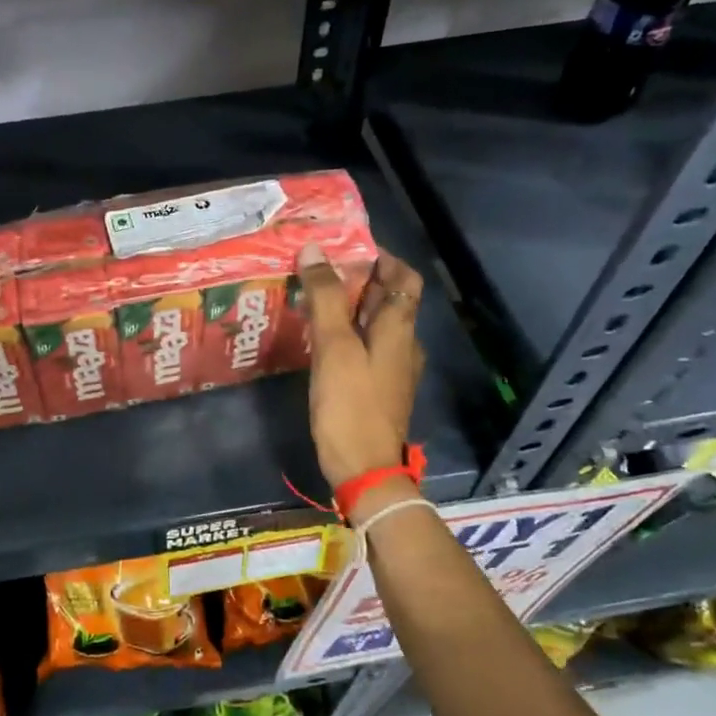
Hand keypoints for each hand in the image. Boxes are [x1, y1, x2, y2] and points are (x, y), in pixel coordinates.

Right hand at [300, 244, 424, 488]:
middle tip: (317, 268)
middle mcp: (402, 343)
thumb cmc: (350, 405)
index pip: (403, 277)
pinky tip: (317, 339)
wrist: (364, 469)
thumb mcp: (334, 348)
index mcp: (399, 329)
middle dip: (357, 279)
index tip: (344, 246)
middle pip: (388, 299)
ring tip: (312, 297)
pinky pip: (364, 347)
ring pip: (374, 324)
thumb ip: (325, 298)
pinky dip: (346, 332)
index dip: (380, 256)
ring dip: (348, 306)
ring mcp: (392, 368)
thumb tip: (313, 250)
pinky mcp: (377, 388)